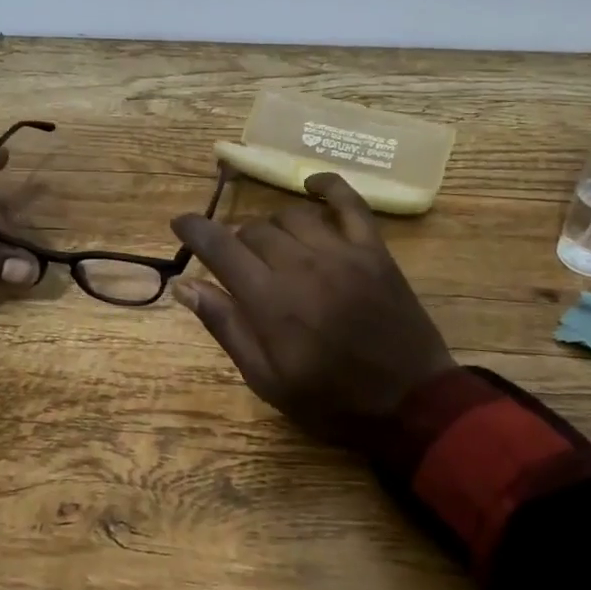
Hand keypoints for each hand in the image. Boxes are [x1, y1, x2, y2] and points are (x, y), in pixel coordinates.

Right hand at [169, 173, 456, 436]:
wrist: (410, 403)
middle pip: (254, 230)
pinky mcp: (374, 250)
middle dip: (237, 243)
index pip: (220, 246)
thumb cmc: (332, 400)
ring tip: (276, 249)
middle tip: (242, 267)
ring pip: (293, 215)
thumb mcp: (267, 379)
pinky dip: (329, 187)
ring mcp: (341, 252)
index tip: (180, 223)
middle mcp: (301, 264)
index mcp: (270, 300)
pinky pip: (349, 202)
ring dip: (274, 227)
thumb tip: (184, 286)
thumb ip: (226, 327)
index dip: (193, 229)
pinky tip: (313, 186)